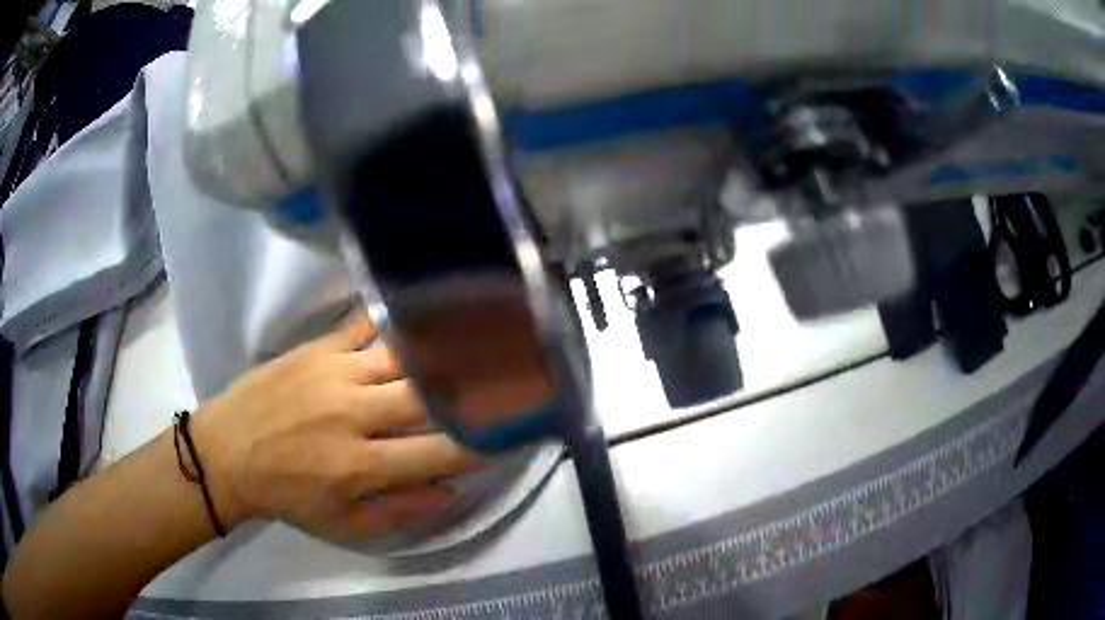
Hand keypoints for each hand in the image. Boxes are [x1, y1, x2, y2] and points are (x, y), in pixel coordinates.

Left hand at [190, 314, 481, 541]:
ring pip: (402, 356)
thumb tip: (449, 490)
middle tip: (506, 379)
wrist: (227, 453)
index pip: (439, 453)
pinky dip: (392, 318)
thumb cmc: (286, 495)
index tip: (512, 436)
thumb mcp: (343, 524)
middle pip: (428, 396)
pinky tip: (418, 310)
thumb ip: (399, 510)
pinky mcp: (316, 348)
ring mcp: (334, 374)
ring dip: (440, 351)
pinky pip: (362, 324)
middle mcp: (353, 415)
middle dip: (474, 390)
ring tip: (474, 341)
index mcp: (360, 466)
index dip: (482, 445)